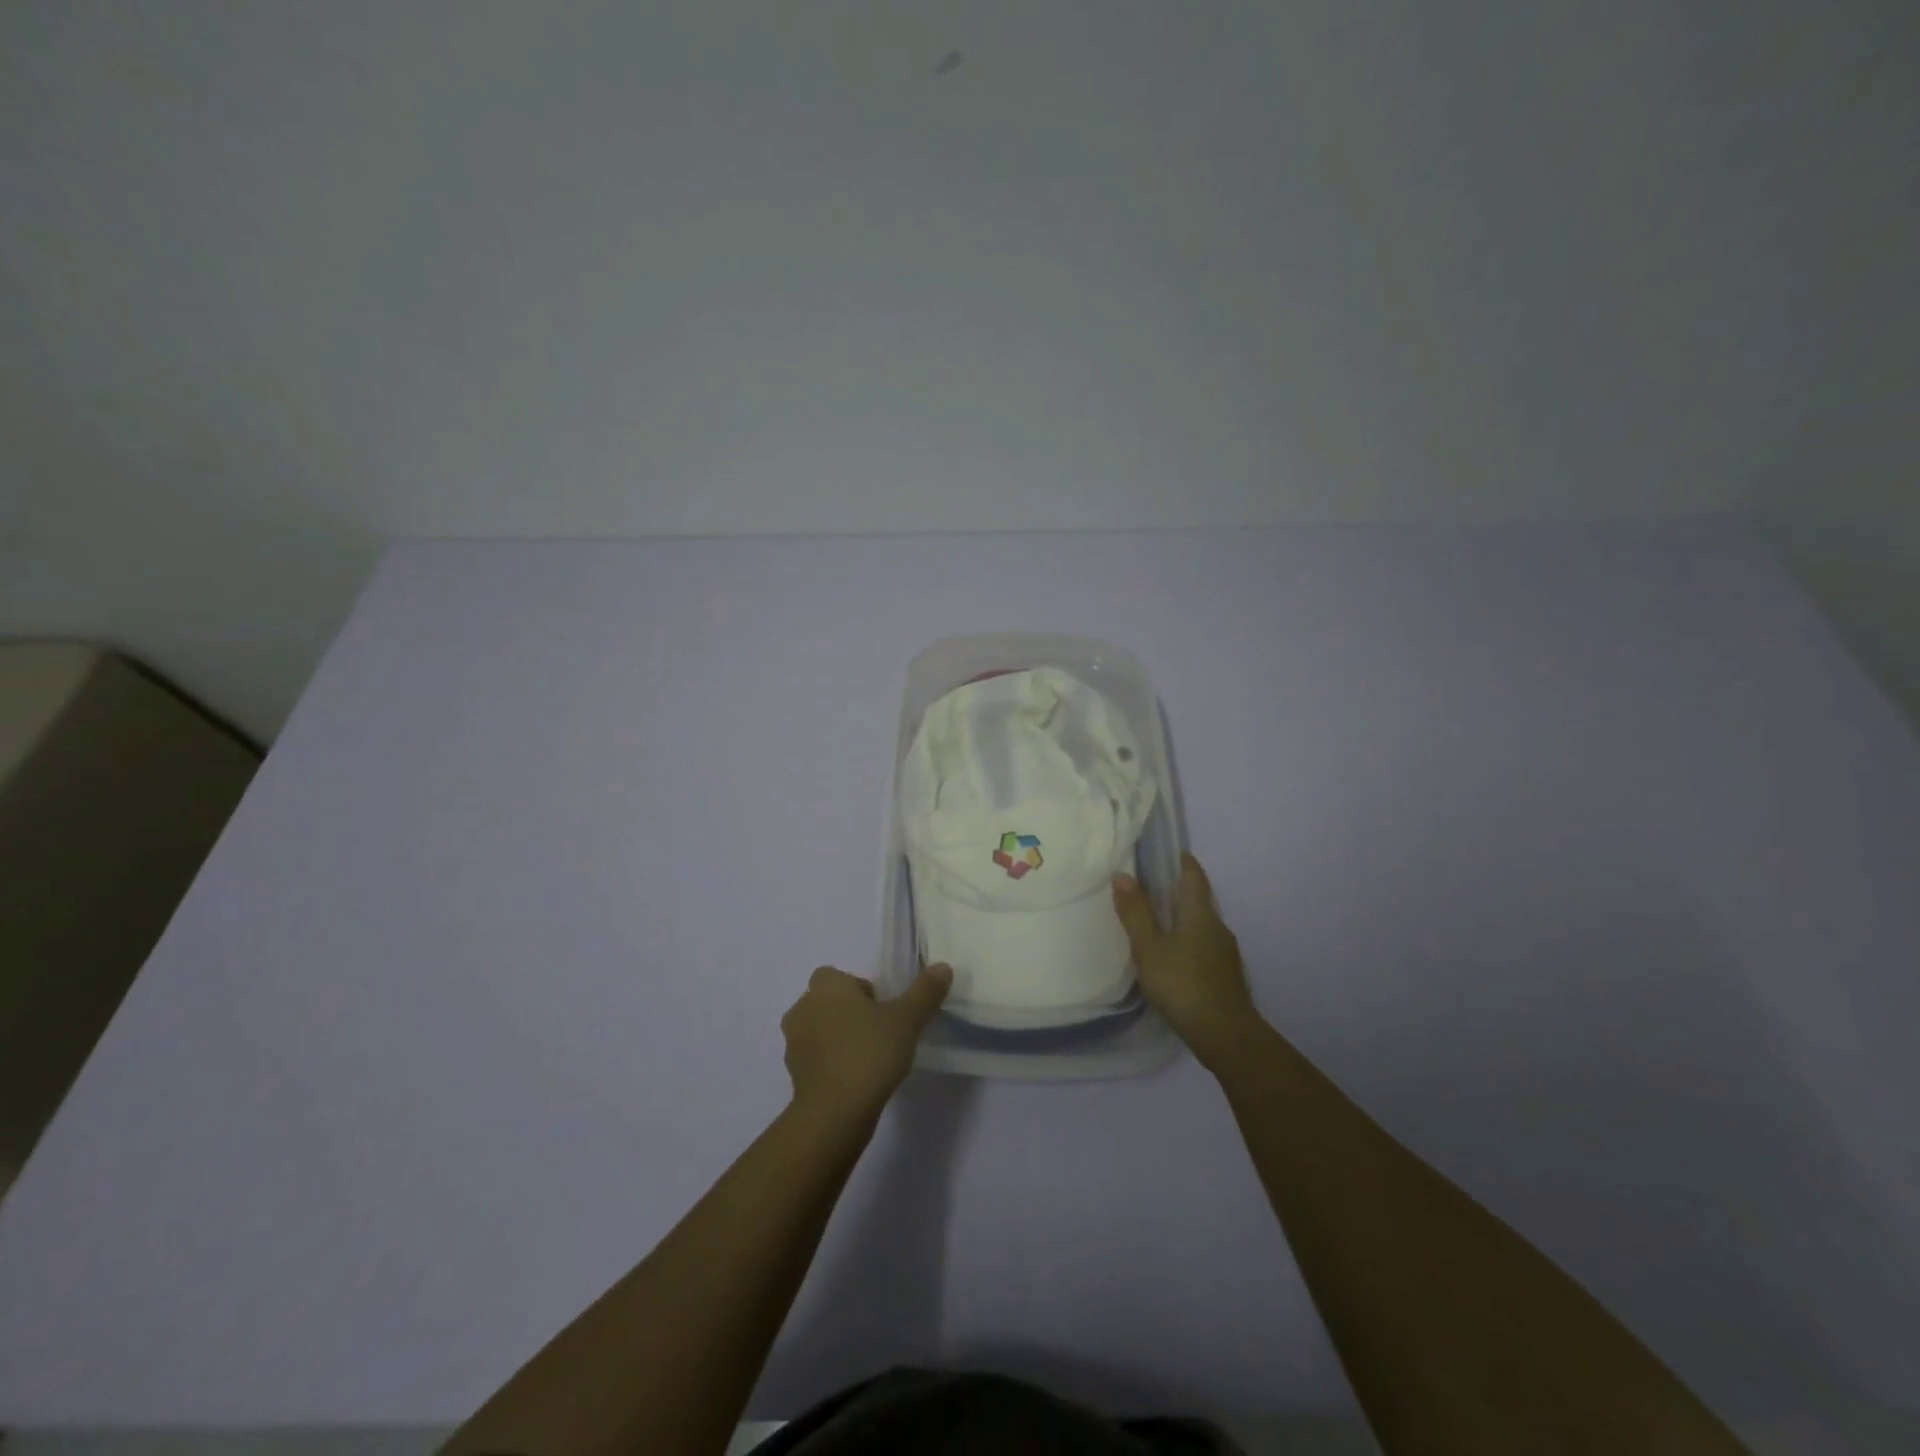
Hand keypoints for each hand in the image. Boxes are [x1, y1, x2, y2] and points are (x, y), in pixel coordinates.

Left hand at [780, 964, 951, 1125]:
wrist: (835, 1113)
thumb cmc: (870, 1053)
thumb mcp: (907, 1020)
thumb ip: (925, 992)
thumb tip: (943, 967)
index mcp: (826, 986)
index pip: (837, 976)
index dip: (858, 989)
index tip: (881, 1009)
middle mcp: (803, 1007)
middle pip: (827, 1002)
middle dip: (848, 1013)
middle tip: (878, 1032)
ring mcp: (793, 1043)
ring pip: (818, 1030)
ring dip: (837, 1038)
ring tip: (868, 1058)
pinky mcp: (793, 1074)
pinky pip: (815, 1059)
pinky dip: (830, 1064)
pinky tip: (854, 1081)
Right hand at [1113, 853, 1263, 1070]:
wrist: (1226, 1036)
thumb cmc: (1183, 985)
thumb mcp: (1149, 948)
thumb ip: (1136, 913)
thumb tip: (1122, 874)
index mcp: (1200, 913)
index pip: (1193, 875)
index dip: (1181, 861)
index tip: (1164, 852)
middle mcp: (1218, 926)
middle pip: (1198, 899)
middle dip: (1176, 890)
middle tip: (1147, 887)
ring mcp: (1225, 952)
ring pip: (1201, 924)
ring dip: (1181, 917)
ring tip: (1155, 922)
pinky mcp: (1225, 974)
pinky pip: (1204, 945)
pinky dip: (1187, 940)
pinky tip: (1172, 956)